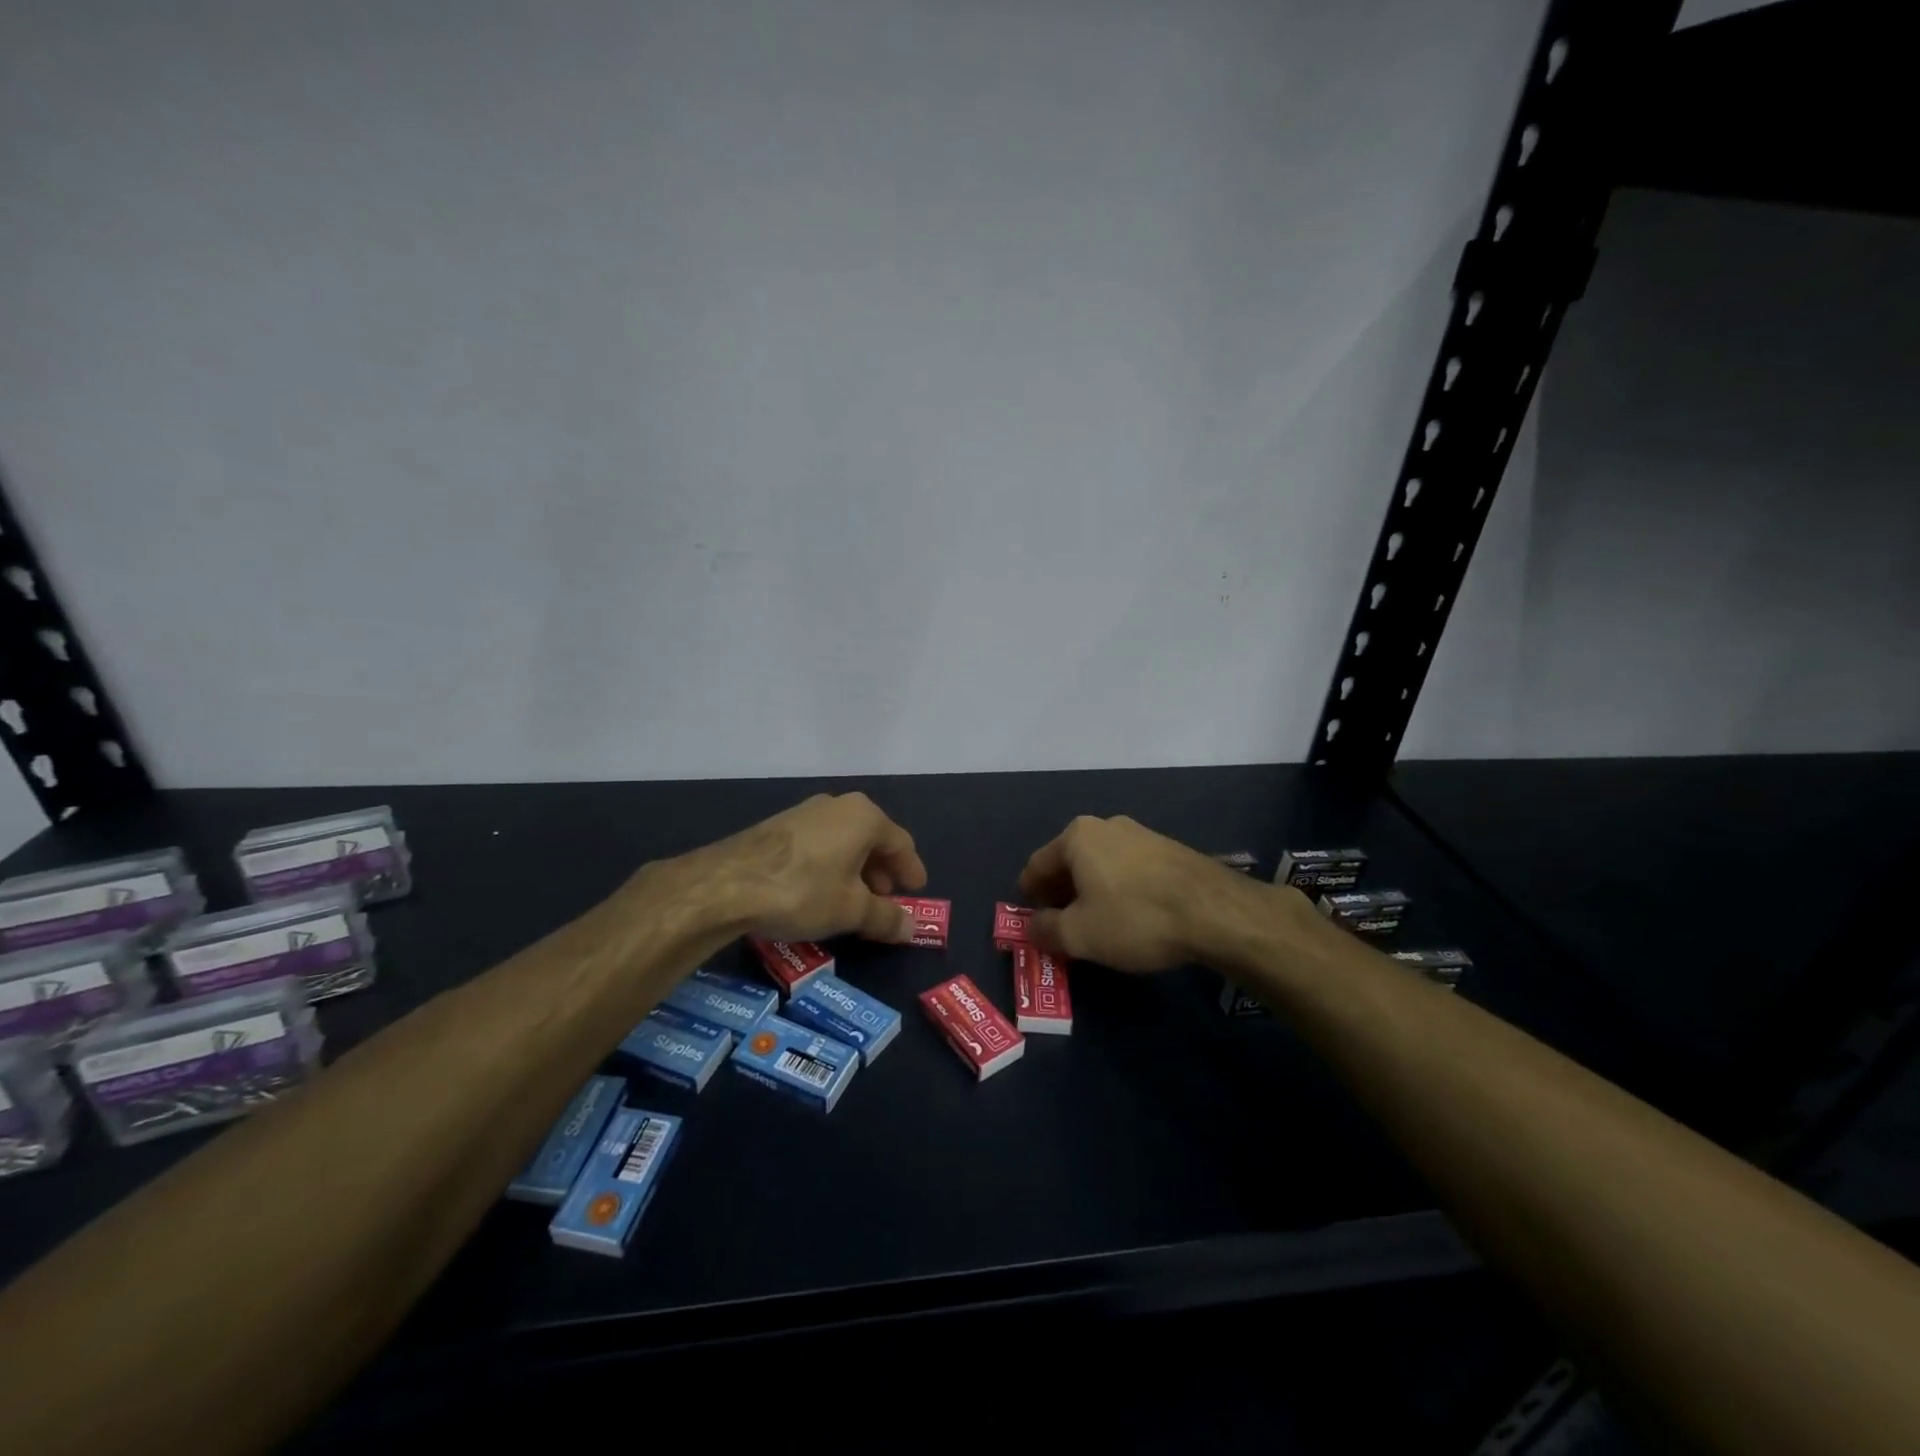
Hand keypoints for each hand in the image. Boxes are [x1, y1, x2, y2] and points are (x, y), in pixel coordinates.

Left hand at [694, 793, 927, 943]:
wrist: (727, 883)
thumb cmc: (804, 890)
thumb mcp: (851, 910)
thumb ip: (885, 918)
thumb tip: (910, 929)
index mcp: (864, 816)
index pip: (900, 843)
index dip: (911, 870)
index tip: (916, 891)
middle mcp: (837, 805)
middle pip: (871, 839)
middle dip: (881, 872)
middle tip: (884, 900)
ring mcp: (805, 813)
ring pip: (843, 842)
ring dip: (854, 870)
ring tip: (852, 901)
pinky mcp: (778, 827)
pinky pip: (818, 845)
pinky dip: (829, 866)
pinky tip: (820, 892)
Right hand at [1018, 814, 1265, 971]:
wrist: (1214, 911)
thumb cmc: (1135, 918)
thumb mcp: (1079, 935)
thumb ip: (1046, 930)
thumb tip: (1032, 926)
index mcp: (1076, 837)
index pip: (1036, 866)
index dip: (1029, 897)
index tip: (1033, 922)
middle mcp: (1105, 825)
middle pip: (1069, 863)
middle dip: (1061, 895)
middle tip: (1062, 928)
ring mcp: (1140, 834)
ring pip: (1100, 866)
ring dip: (1091, 893)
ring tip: (1096, 926)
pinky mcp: (1168, 849)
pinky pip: (1128, 870)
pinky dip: (1118, 890)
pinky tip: (1130, 917)